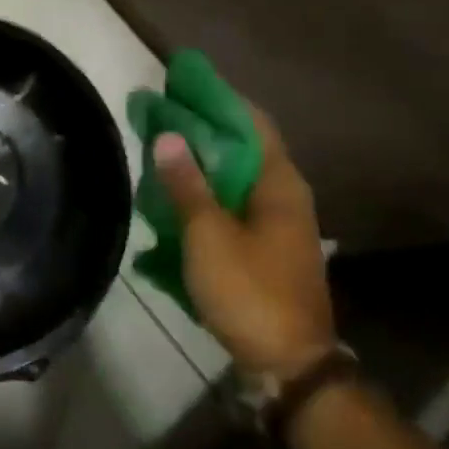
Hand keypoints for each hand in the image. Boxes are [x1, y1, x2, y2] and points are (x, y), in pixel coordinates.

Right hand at [152, 104, 334, 379]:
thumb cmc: (250, 291)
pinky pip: (232, 205)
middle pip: (241, 147)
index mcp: (279, 184)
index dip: (218, 99)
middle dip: (201, 128)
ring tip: (160, 149)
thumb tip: (168, 135)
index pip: (251, 122)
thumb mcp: (208, 235)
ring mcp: (277, 225)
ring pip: (234, 177)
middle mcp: (284, 196)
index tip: (182, 83)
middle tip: (160, 114)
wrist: (289, 366)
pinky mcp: (266, 249)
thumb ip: (187, 184)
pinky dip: (206, 192)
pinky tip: (176, 197)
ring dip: (200, 162)